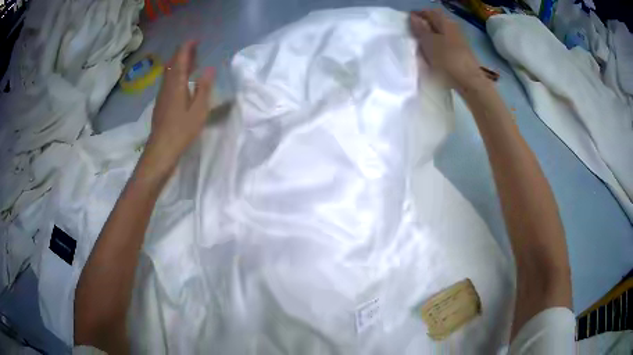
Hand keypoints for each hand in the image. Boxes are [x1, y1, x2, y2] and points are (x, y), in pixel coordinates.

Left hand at [144, 40, 214, 173]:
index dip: (187, 47)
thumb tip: (209, 69)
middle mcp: (167, 85)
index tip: (196, 39)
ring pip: (170, 72)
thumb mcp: (199, 110)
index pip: (181, 58)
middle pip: (173, 63)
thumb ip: (204, 88)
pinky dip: (177, 73)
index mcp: (176, 84)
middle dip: (184, 53)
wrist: (161, 150)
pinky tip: (183, 80)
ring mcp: (162, 94)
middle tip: (196, 48)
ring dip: (180, 63)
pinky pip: (168, 81)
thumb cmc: (181, 131)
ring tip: (193, 61)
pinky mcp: (161, 103)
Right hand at [409, 10, 485, 90]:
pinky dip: (437, 48)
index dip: (418, 15)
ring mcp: (459, 42)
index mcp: (445, 22)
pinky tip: (432, 57)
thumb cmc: (447, 60)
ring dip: (430, 38)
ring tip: (420, 46)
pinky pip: (445, 46)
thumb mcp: (429, 43)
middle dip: (424, 26)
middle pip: (436, 23)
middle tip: (412, 34)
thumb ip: (420, 29)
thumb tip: (413, 17)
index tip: (407, 22)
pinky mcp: (461, 55)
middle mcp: (453, 29)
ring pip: (441, 35)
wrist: (469, 83)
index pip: (429, 12)